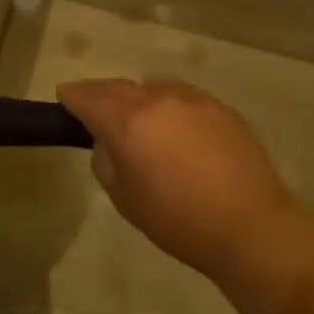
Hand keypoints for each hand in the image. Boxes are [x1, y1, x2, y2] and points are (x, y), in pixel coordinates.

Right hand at [58, 78, 297, 282]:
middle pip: (119, 86)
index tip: (64, 98)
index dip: (72, 97)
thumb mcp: (125, 199)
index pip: (89, 98)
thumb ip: (107, 162)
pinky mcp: (221, 108)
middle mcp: (158, 100)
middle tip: (91, 103)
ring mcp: (193, 100)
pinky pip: (182, 98)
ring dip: (137, 97)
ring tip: (136, 116)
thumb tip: (109, 143)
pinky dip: (168, 106)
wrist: (250, 226)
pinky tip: (174, 127)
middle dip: (100, 93)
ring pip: (153, 88)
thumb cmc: (178, 221)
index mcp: (128, 122)